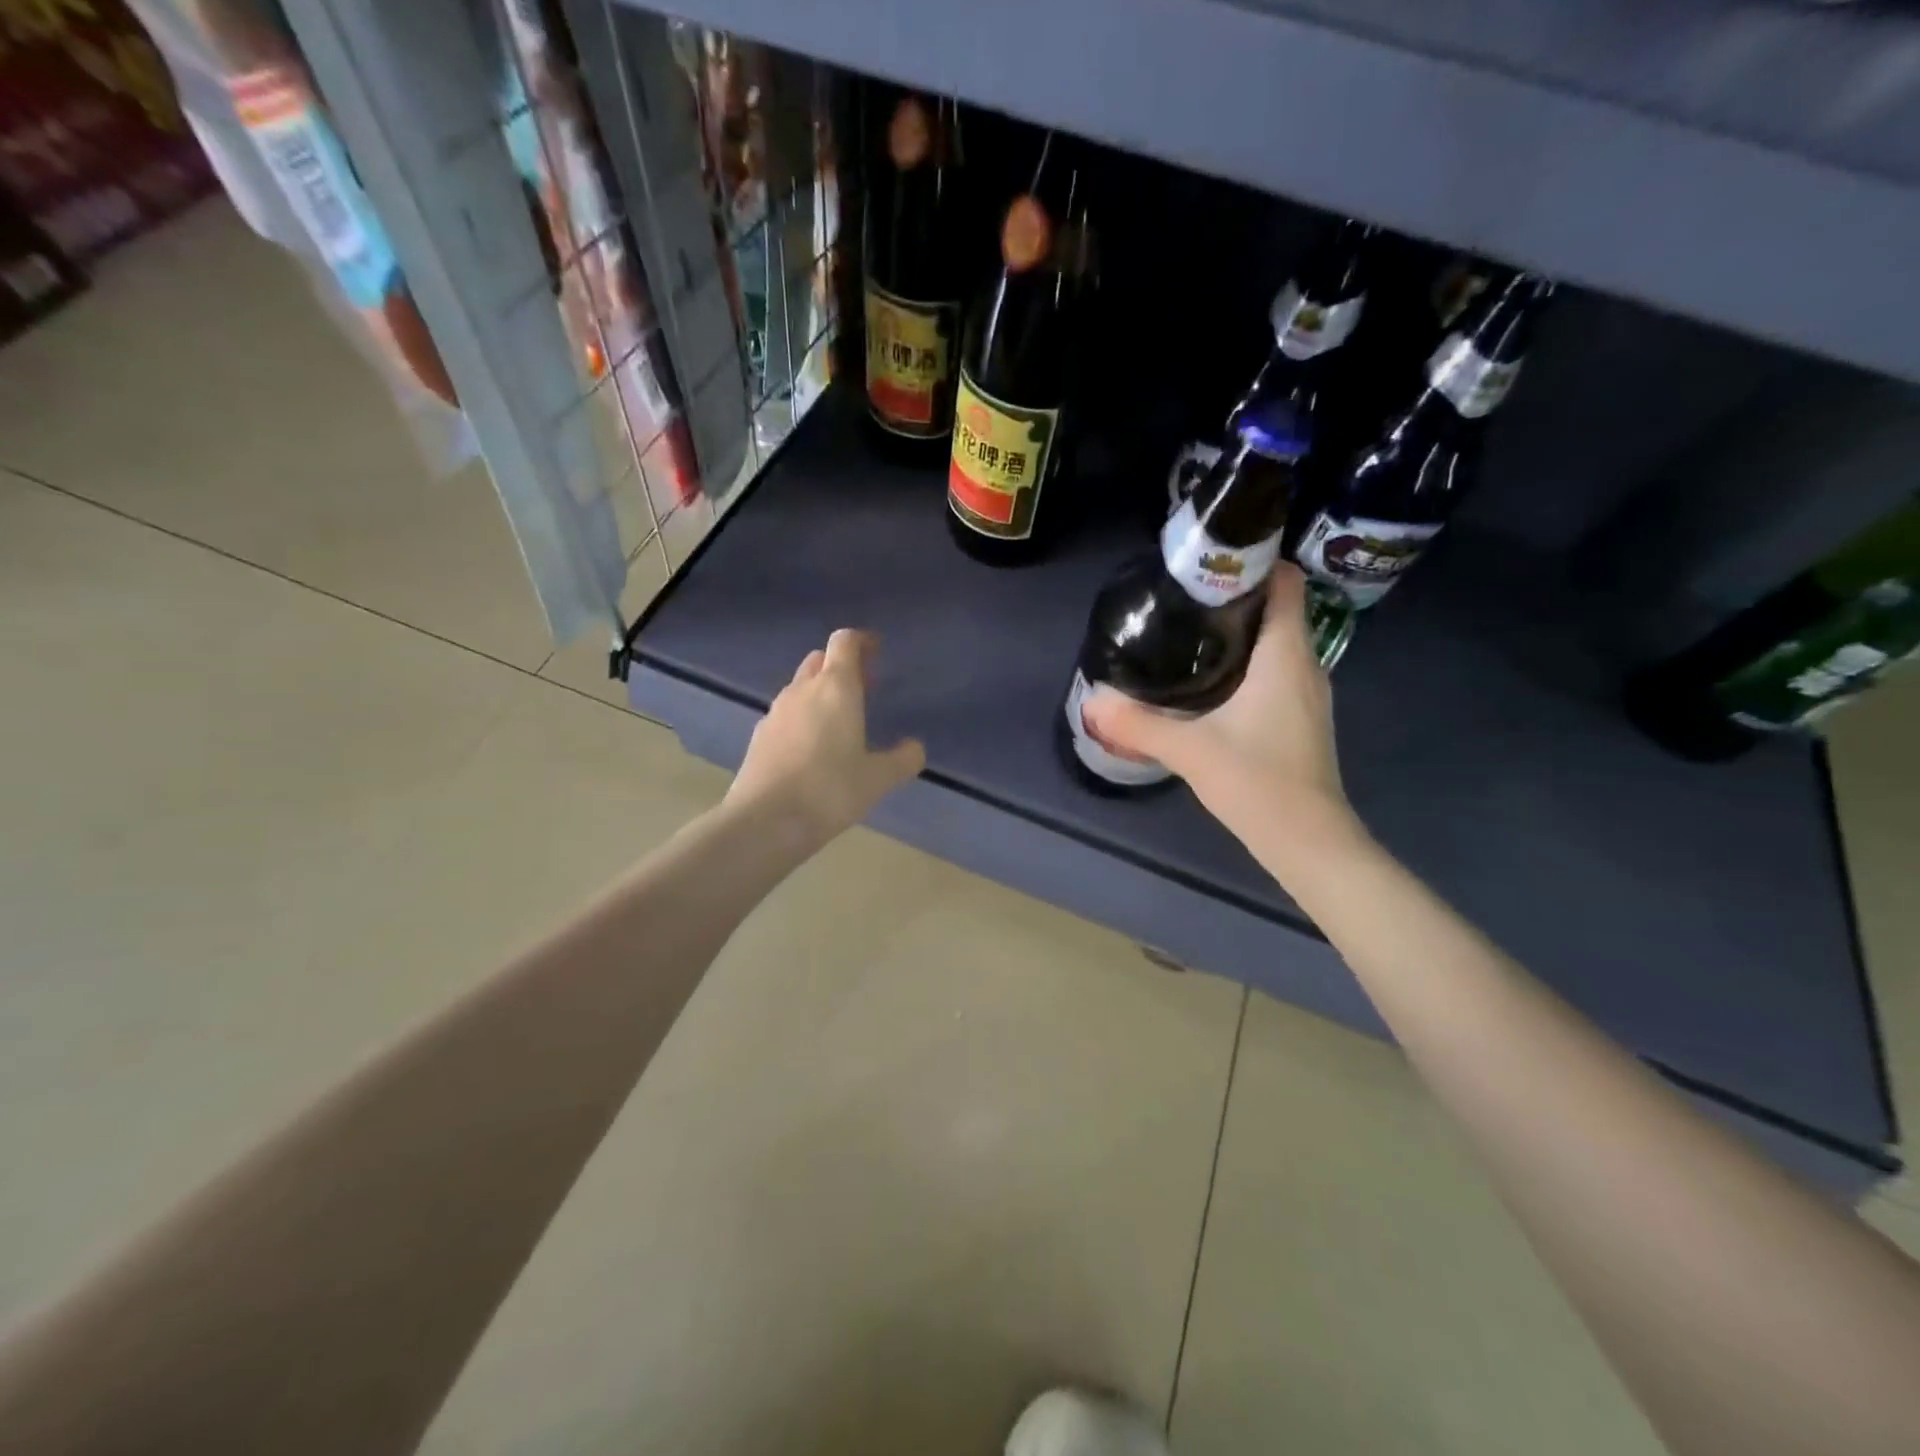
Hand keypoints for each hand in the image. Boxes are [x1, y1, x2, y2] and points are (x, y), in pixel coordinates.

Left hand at [728, 629, 925, 842]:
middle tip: (864, 688)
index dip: (862, 641)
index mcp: (835, 688)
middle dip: (842, 666)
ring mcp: (776, 712)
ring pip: (800, 686)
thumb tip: (915, 748)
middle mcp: (802, 690)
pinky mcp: (759, 736)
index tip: (877, 651)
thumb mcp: (878, 778)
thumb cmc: (830, 790)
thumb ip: (903, 759)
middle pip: (820, 660)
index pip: (845, 642)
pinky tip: (812, 748)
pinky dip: (803, 717)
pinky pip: (786, 714)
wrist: (765, 821)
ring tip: (841, 720)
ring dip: (820, 692)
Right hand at [1085, 564, 1350, 841]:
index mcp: (1285, 655)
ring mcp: (1306, 692)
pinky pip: (1274, 669)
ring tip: (1187, 632)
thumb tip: (1091, 701)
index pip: (1285, 583)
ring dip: (1238, 631)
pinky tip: (1208, 681)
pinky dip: (1245, 662)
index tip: (1206, 564)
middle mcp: (1304, 664)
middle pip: (1276, 608)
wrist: (1309, 842)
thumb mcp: (1190, 750)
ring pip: (1275, 640)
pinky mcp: (1299, 716)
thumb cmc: (1259, 783)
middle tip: (1181, 599)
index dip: (1252, 564)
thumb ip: (1138, 724)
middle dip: (1232, 597)